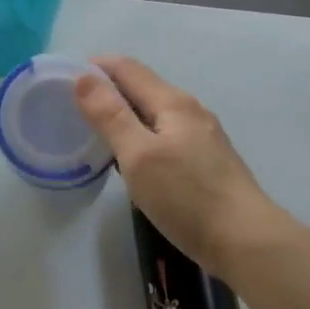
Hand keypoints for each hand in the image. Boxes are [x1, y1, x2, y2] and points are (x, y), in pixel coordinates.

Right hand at [74, 56, 284, 275]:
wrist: (247, 242)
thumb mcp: (138, 155)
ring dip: (124, 113)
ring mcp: (203, 136)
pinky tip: (132, 157)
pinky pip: (165, 134)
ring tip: (96, 130)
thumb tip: (83, 77)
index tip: (62, 77)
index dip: (95, 66)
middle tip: (72, 106)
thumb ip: (110, 115)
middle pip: (142, 87)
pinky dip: (141, 134)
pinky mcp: (207, 161)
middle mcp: (191, 110)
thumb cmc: (187, 197)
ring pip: (155, 112)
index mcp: (173, 102)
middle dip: (108, 89)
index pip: (128, 68)